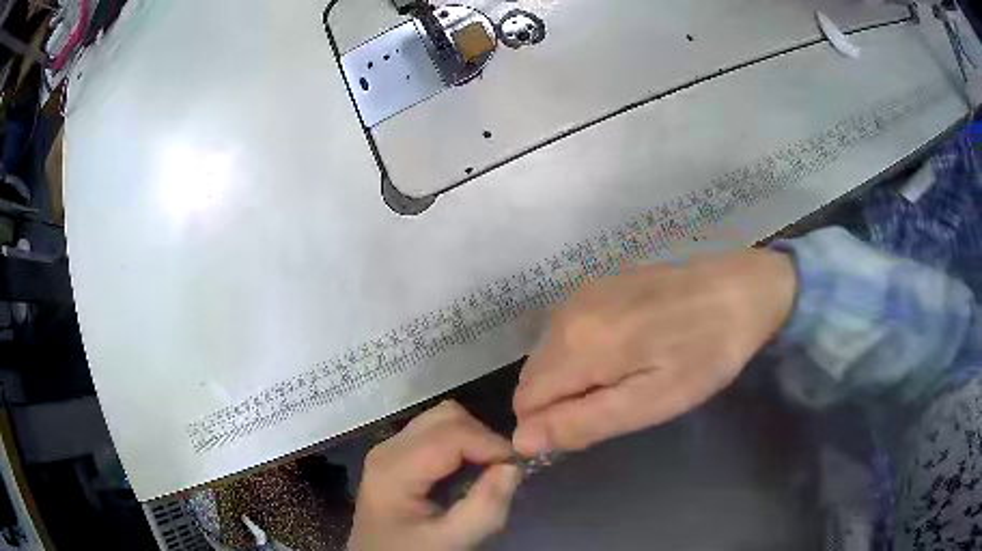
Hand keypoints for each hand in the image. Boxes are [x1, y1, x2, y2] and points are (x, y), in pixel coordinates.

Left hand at [349, 401, 521, 550]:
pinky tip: (468, 471)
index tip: (516, 468)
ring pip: (442, 419)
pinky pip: (435, 434)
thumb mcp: (451, 541)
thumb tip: (513, 466)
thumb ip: (485, 507)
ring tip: (487, 470)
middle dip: (482, 437)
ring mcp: (390, 449)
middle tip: (502, 470)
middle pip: (446, 416)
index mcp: (394, 468)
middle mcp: (388, 448)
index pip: (452, 433)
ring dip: (472, 439)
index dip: (491, 443)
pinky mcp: (397, 456)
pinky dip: (461, 444)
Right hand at [512, 249, 796, 455]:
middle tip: (618, 402)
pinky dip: (583, 352)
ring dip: (573, 377)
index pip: (526, 402)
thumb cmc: (704, 354)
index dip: (551, 424)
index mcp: (577, 345)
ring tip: (627, 374)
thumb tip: (521, 440)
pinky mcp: (596, 285)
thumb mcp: (651, 402)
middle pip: (533, 377)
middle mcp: (566, 313)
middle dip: (562, 401)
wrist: (739, 289)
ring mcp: (580, 293)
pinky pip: (567, 333)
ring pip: (548, 355)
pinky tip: (627, 347)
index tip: (594, 425)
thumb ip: (582, 422)